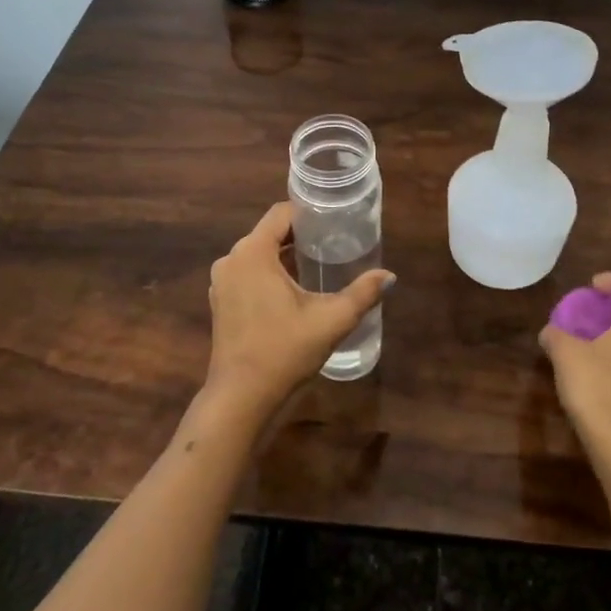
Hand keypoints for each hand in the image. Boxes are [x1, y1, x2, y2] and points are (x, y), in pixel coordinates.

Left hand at [205, 203, 394, 419]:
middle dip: (300, 233)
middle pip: (269, 232)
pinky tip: (295, 288)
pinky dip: (270, 272)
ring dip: (285, 254)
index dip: (308, 211)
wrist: (241, 398)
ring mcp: (222, 282)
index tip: (334, 217)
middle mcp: (231, 259)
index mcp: (252, 252)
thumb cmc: (283, 351)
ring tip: (319, 261)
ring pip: (258, 253)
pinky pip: (248, 272)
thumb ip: (362, 294)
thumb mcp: (330, 320)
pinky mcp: (221, 301)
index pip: (281, 213)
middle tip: (334, 239)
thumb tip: (389, 276)